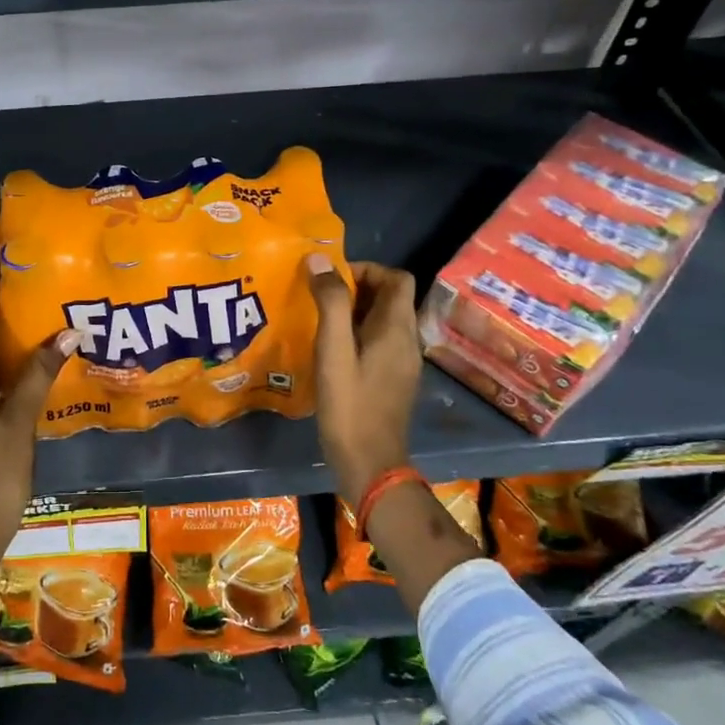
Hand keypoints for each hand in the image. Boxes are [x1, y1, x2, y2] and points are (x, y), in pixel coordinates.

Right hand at [307, 255, 423, 505]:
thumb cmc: (350, 405)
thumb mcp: (333, 350)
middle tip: (318, 297)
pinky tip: (330, 350)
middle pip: (390, 298)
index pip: (397, 278)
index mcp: (397, 329)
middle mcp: (406, 341)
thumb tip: (319, 260)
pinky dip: (357, 334)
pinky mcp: (393, 380)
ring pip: (383, 321)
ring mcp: (402, 363)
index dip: (366, 269)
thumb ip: (329, 303)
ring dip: (354, 311)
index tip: (331, 279)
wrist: (370, 464)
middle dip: (356, 289)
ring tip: (318, 319)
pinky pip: (379, 342)